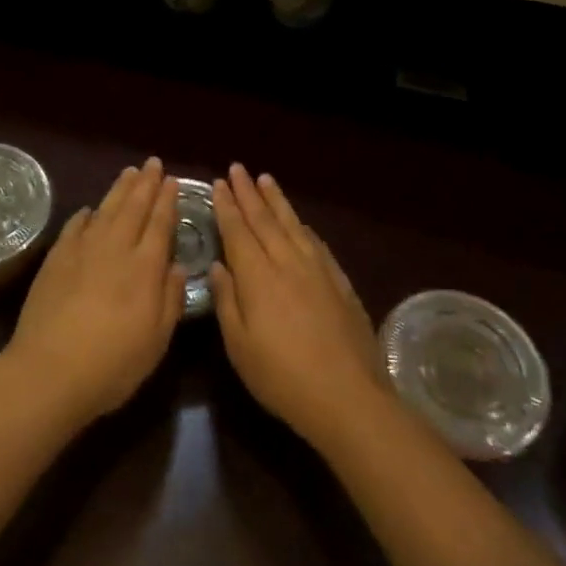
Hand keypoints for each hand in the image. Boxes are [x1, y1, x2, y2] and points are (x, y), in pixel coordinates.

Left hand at [4, 158, 185, 427]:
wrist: (50, 370)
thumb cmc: (112, 363)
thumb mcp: (156, 340)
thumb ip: (170, 299)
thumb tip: (176, 266)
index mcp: (145, 268)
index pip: (160, 224)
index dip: (167, 201)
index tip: (172, 181)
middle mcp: (116, 249)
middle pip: (133, 208)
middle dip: (146, 184)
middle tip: (153, 163)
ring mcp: (82, 250)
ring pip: (105, 209)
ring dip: (119, 189)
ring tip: (129, 172)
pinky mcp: (56, 258)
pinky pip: (74, 226)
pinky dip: (85, 214)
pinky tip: (89, 209)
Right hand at [210, 164, 388, 451]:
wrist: (347, 397)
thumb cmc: (282, 376)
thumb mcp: (240, 346)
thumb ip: (227, 301)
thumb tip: (218, 266)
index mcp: (258, 277)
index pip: (238, 231)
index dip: (227, 206)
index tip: (219, 183)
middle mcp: (287, 263)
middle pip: (265, 220)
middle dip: (249, 193)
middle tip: (238, 169)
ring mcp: (318, 270)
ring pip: (293, 225)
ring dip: (277, 201)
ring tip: (266, 179)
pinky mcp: (340, 282)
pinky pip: (317, 243)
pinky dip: (303, 227)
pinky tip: (301, 222)